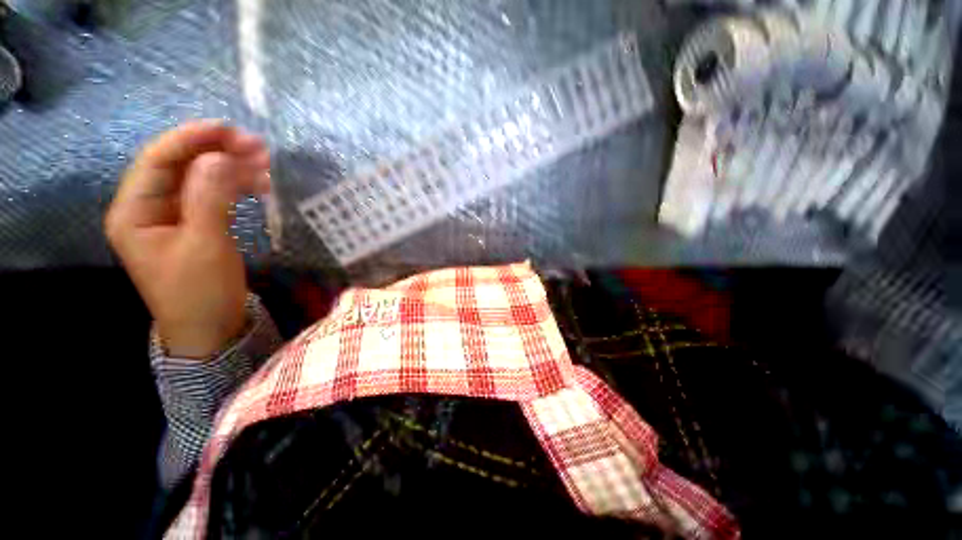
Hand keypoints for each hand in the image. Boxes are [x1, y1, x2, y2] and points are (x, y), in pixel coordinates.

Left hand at [106, 121, 271, 358]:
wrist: (211, 327)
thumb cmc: (200, 292)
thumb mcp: (205, 245)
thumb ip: (209, 199)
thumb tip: (219, 157)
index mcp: (134, 211)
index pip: (158, 160)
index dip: (192, 139)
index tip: (230, 129)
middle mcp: (149, 207)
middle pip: (180, 165)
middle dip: (217, 151)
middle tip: (257, 147)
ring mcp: (173, 215)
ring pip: (200, 178)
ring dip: (231, 167)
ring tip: (266, 163)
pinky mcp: (195, 224)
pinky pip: (213, 194)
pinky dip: (236, 186)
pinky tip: (259, 184)